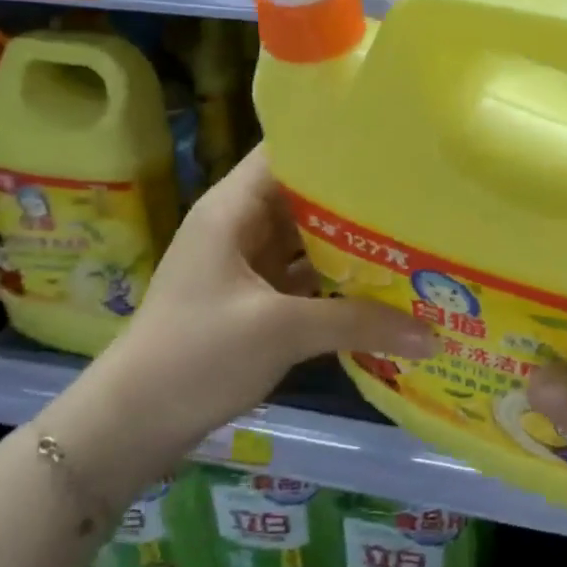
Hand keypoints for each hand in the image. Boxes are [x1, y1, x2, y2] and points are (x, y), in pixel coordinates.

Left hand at [95, 147, 434, 440]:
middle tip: (416, 194)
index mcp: (232, 208)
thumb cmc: (197, 355)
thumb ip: (357, 323)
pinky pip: (301, 277)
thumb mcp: (280, 331)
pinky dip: (334, 280)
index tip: (389, 145)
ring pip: (305, 239)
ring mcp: (244, 265)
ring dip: (348, 242)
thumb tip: (432, 334)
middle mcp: (239, 226)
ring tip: (410, 235)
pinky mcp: (252, 300)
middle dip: (355, 198)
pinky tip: (379, 286)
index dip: (333, 144)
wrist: (134, 422)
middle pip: (302, 196)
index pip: (285, 152)